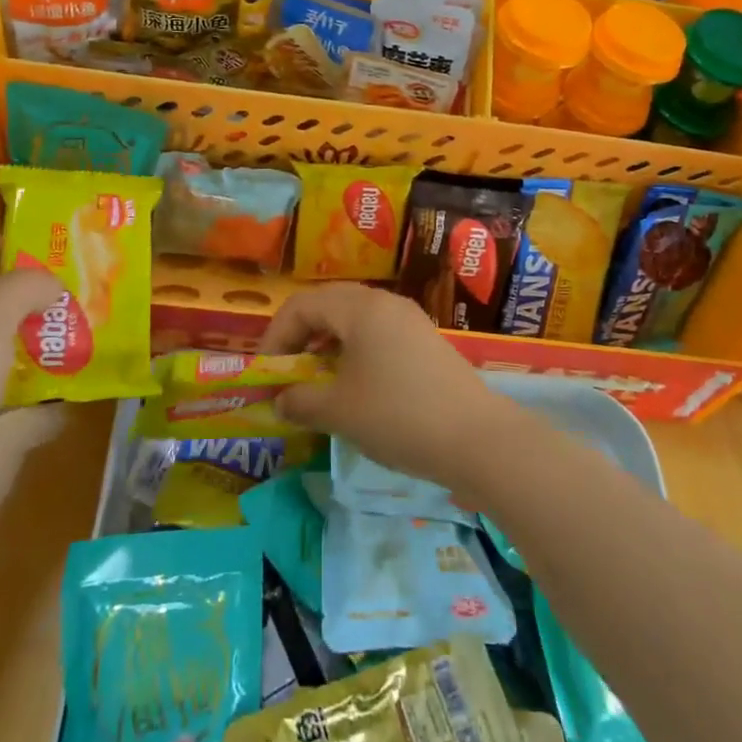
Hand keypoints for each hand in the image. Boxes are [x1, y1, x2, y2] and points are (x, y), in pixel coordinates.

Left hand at [0, 238, 66, 532]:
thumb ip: (27, 284)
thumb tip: (55, 285)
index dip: (21, 243)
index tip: (68, 245)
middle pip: (2, 296)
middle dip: (45, 290)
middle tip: (92, 288)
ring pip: (12, 340)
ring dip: (49, 335)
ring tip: (94, 329)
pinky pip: (16, 383)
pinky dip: (45, 379)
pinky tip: (76, 379)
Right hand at [261, 284, 529, 492]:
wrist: (477, 438)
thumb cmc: (397, 416)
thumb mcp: (338, 411)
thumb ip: (300, 401)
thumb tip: (280, 401)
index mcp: (360, 307)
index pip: (301, 305)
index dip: (275, 336)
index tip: (265, 373)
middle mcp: (385, 303)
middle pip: (328, 305)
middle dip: (300, 336)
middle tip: (286, 371)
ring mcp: (410, 320)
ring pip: (354, 321)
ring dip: (327, 345)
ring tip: (316, 380)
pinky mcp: (426, 342)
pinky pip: (378, 335)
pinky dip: (354, 353)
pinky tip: (354, 386)